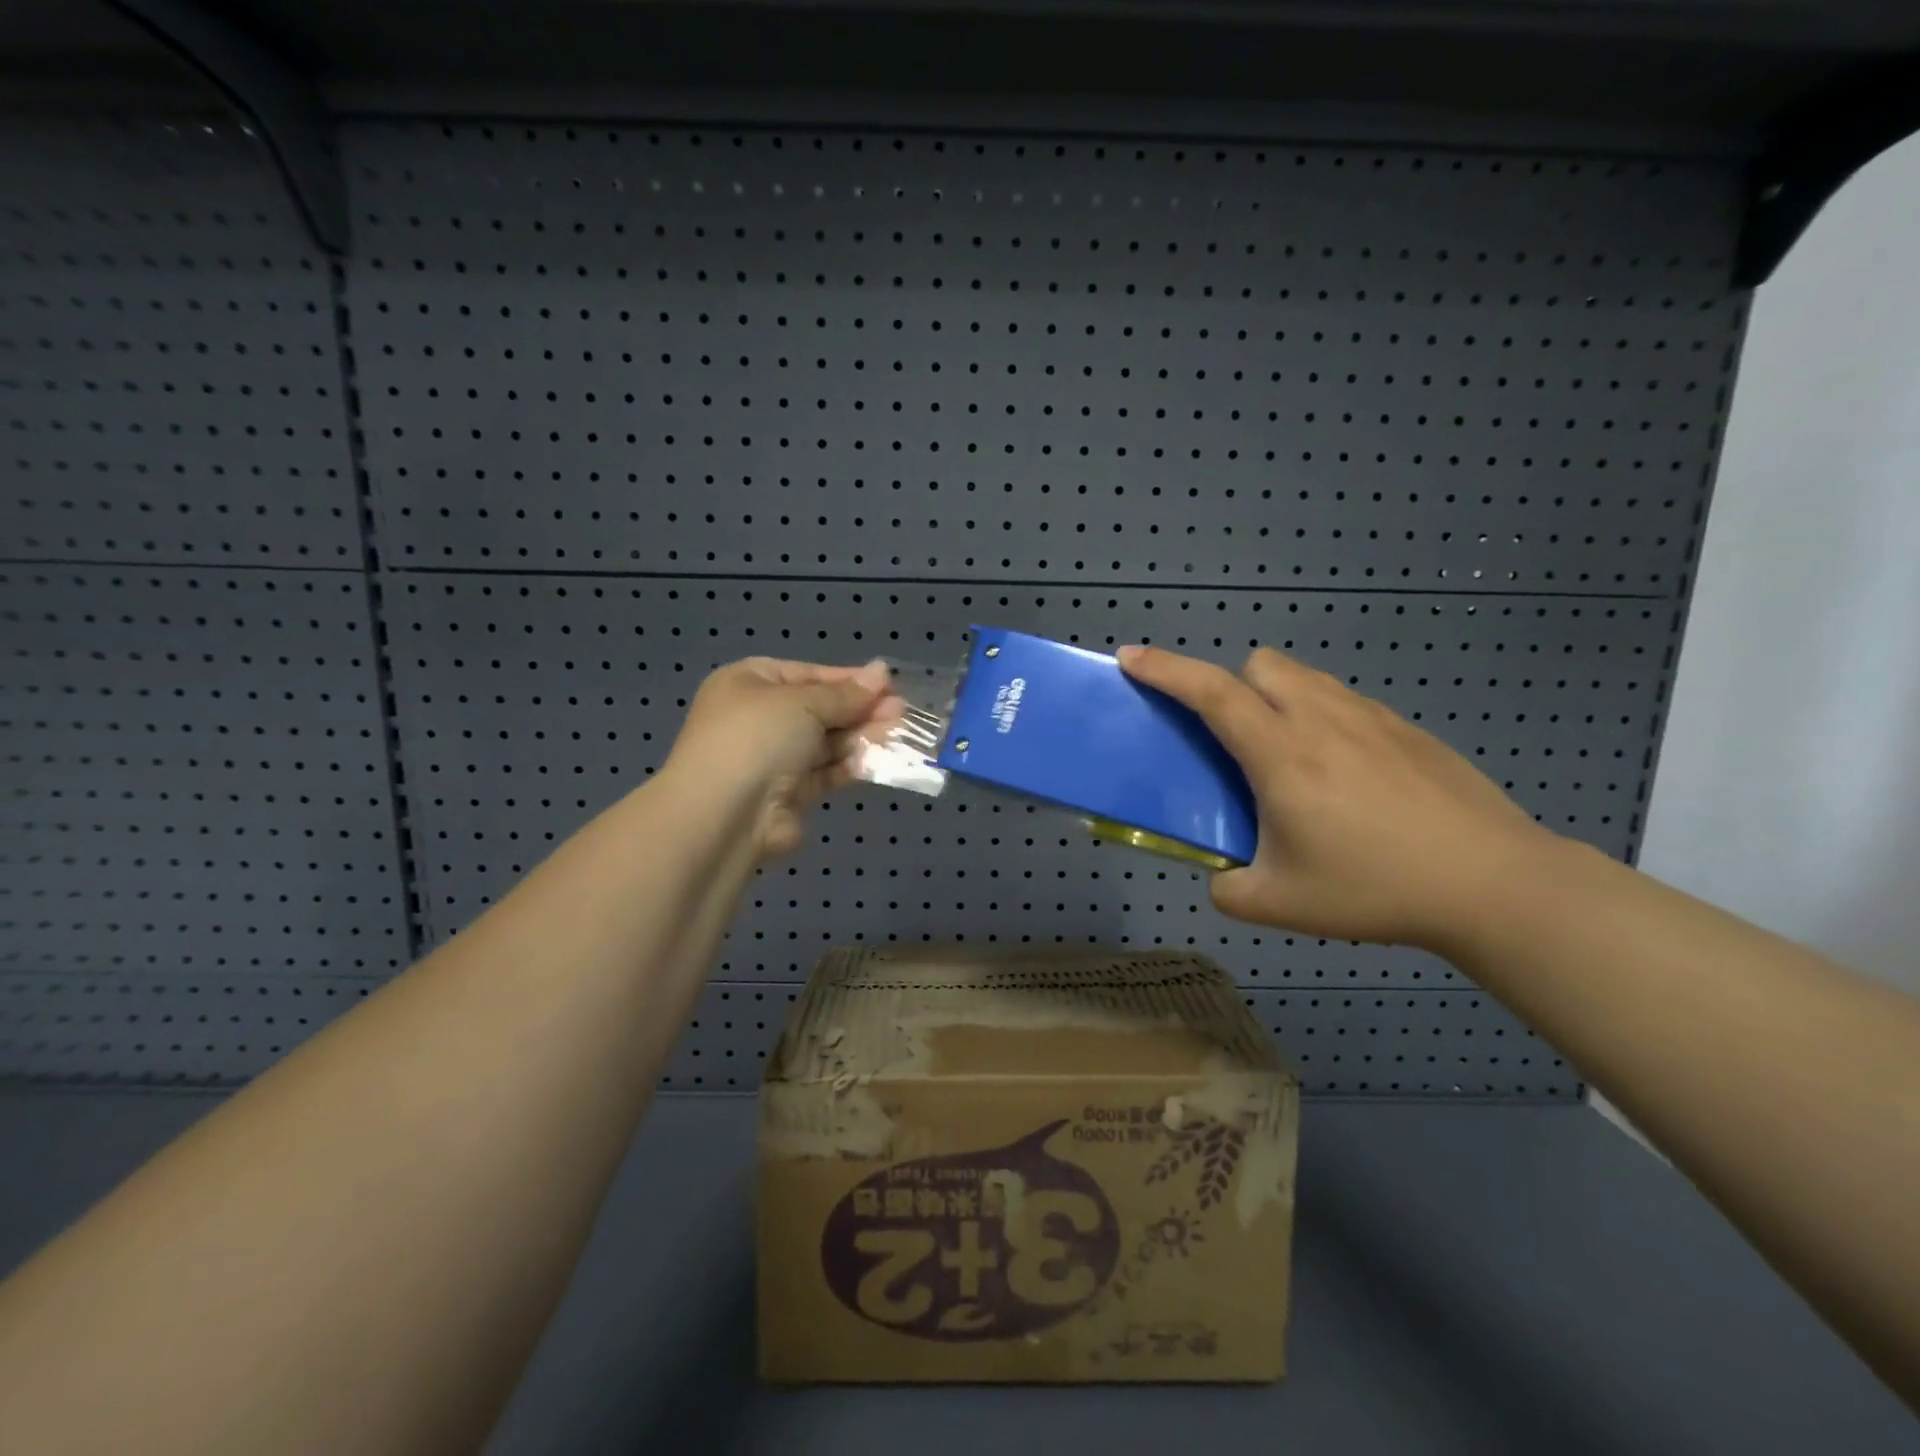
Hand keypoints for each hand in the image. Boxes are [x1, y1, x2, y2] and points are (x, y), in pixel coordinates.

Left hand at [665, 657, 894, 857]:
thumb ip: (845, 693)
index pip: (809, 675)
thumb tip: (881, 672)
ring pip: (828, 742)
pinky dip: (853, 764)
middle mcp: (760, 718)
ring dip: (863, 736)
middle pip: (821, 709)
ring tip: (900, 732)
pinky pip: (828, 771)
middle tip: (901, 711)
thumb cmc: (757, 738)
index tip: (889, 684)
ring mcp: (775, 758)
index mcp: (750, 683)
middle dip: (861, 709)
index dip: (849, 679)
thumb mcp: (803, 703)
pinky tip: (883, 758)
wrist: (725, 815)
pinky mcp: (791, 793)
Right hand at [1118, 644, 1556, 952]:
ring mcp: (1371, 719)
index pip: (1211, 694)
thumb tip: (1221, 877)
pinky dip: (1321, 716)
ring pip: (1305, 677)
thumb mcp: (1280, 905)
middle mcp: (1322, 721)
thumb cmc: (1376, 890)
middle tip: (1234, 736)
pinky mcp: (1407, 729)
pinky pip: (1344, 701)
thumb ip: (1228, 890)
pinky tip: (1346, 774)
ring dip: (1276, 695)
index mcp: (1282, 756)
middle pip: (1260, 665)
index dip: (1165, 669)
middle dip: (1232, 685)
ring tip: (1288, 753)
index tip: (1131, 656)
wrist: (1494, 884)